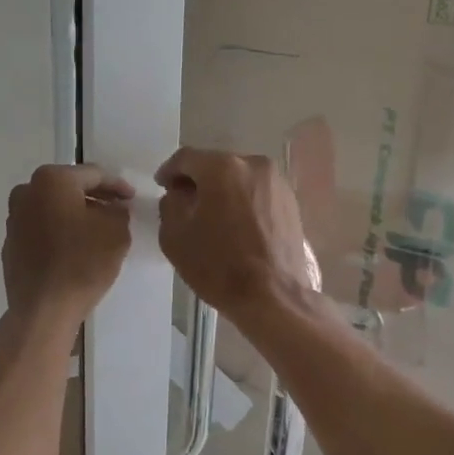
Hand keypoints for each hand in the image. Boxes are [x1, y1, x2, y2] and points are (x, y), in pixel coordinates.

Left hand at [2, 165, 133, 334]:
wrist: (44, 309)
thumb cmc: (82, 263)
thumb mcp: (116, 231)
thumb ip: (118, 211)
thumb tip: (112, 208)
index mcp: (52, 180)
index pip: (93, 174)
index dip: (117, 185)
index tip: (131, 198)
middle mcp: (26, 192)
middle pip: (69, 188)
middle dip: (94, 198)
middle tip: (116, 210)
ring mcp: (14, 219)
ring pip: (52, 208)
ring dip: (74, 215)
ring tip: (96, 231)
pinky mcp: (10, 244)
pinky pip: (41, 229)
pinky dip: (58, 233)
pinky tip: (73, 249)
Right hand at [155, 148, 314, 320]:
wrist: (273, 296)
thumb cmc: (218, 265)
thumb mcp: (175, 235)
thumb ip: (170, 204)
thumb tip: (180, 194)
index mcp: (222, 168)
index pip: (186, 158)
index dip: (169, 171)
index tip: (162, 186)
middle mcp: (254, 165)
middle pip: (216, 165)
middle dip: (198, 181)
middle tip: (184, 203)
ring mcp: (277, 183)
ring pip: (239, 179)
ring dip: (222, 192)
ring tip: (212, 217)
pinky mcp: (291, 203)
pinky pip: (257, 194)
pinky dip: (242, 202)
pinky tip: (235, 226)